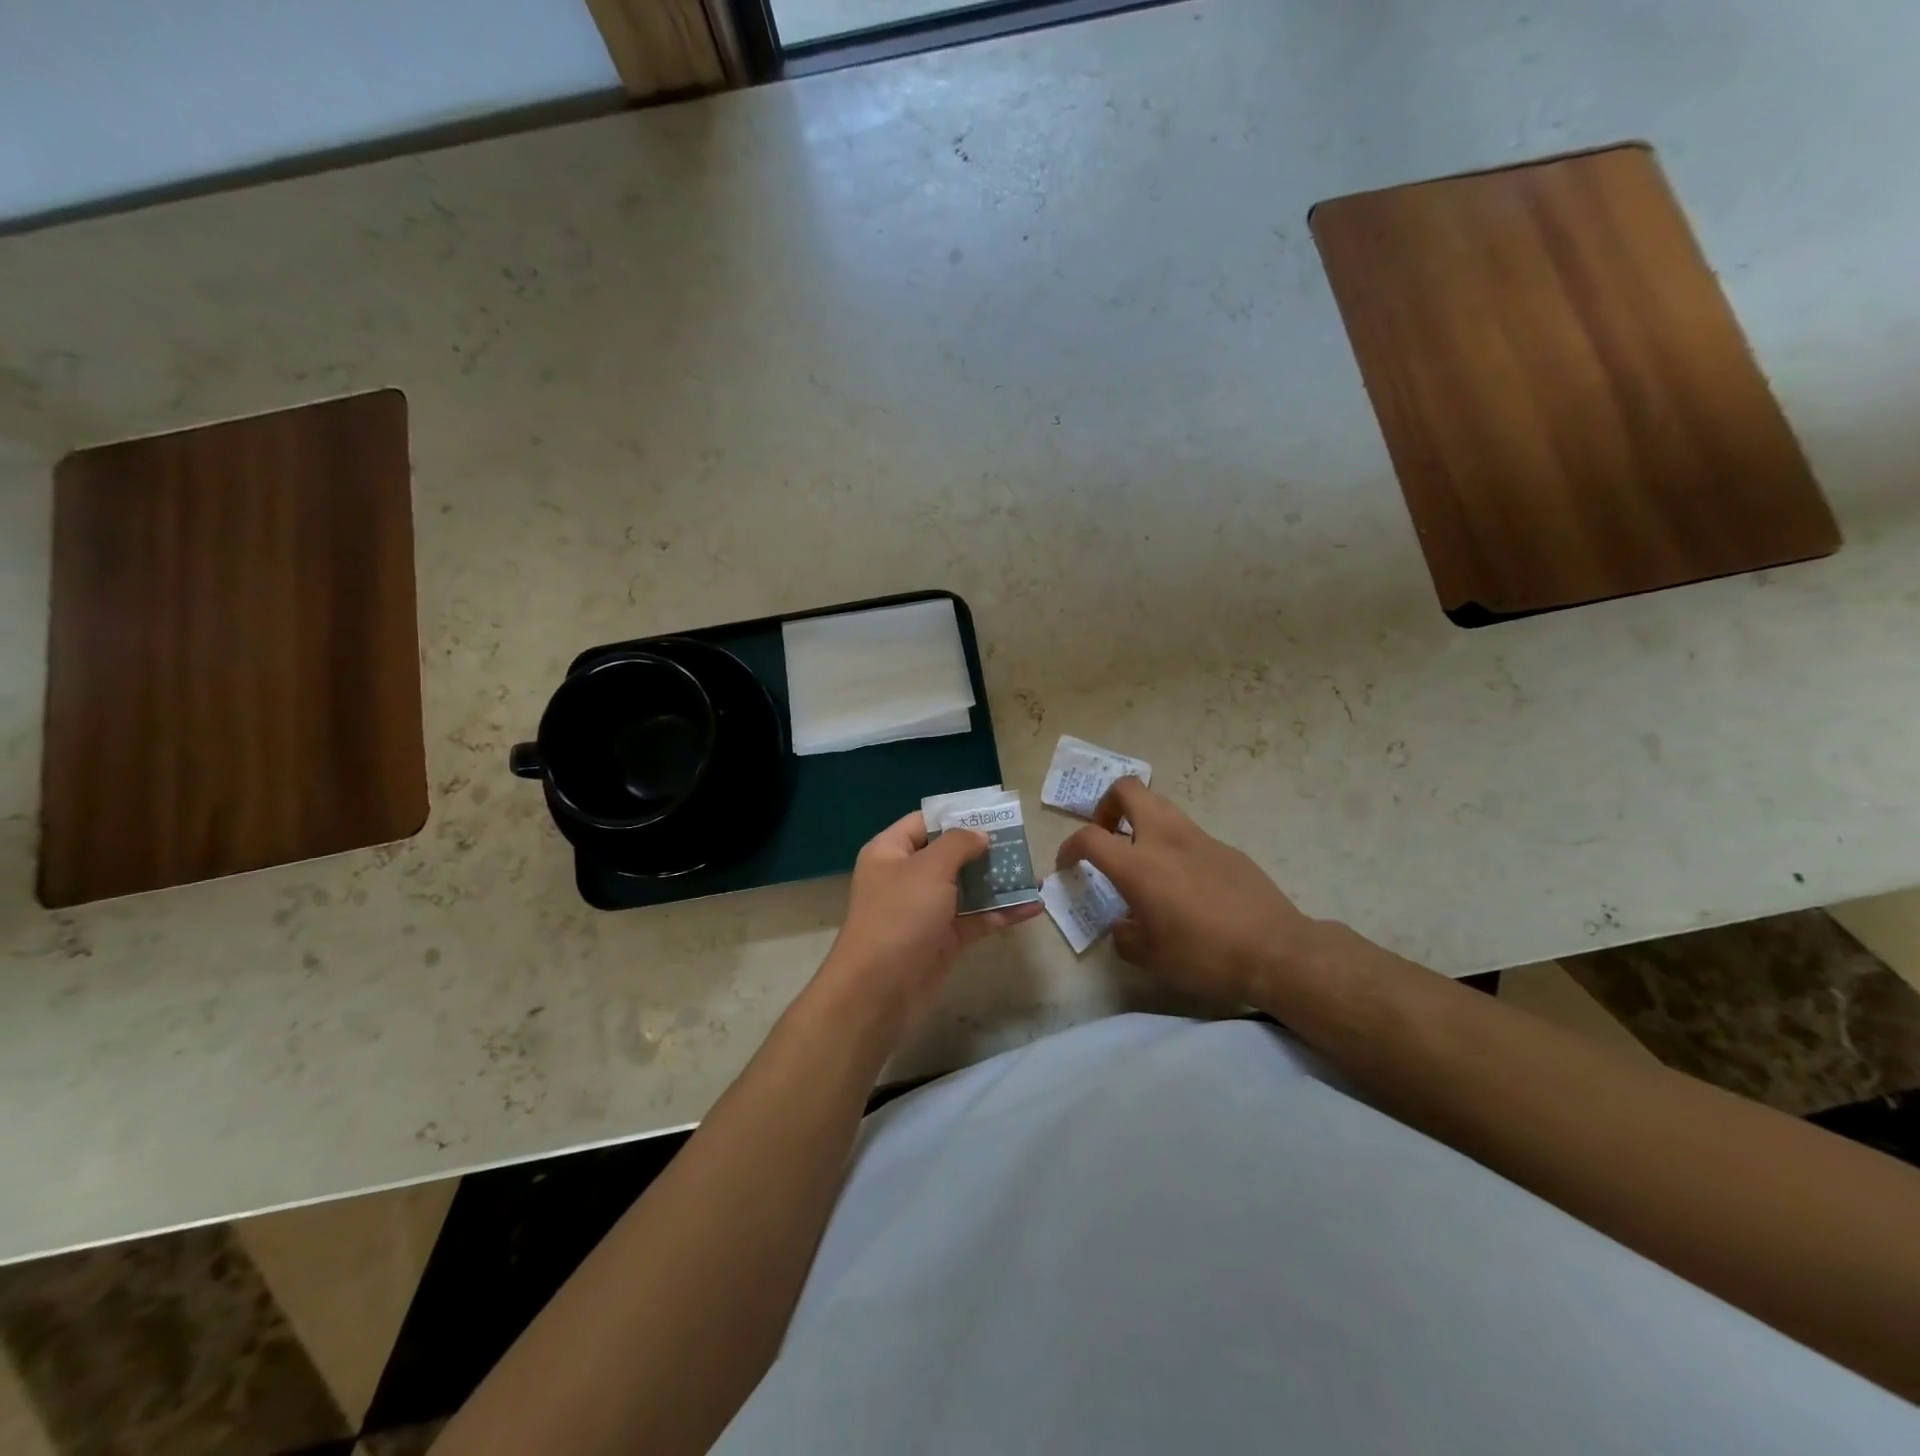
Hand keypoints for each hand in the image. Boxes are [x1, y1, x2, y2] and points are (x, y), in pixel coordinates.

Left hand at [817, 811, 1042, 1040]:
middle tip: (1021, 843)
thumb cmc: (900, 916)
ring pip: (967, 889)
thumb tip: (979, 834)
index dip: (956, 816)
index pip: (924, 823)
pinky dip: (1001, 913)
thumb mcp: (929, 868)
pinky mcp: (943, 941)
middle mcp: (906, 878)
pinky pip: (976, 919)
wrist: (879, 991)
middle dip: (985, 850)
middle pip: (949, 856)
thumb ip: (958, 844)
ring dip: (998, 882)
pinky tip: (1033, 907)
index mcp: (890, 853)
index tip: (993, 815)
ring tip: (1035, 873)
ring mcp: (925, 911)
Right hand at [1055, 778, 1321, 1009]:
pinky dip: (1173, 844)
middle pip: (1127, 789)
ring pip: (1160, 804)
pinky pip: (1188, 832)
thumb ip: (1125, 936)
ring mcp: (1198, 838)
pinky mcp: (1225, 847)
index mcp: (1138, 865)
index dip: (1069, 847)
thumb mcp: (1151, 957)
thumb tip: (1123, 925)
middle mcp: (1164, 839)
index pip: (1088, 837)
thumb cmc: (1204, 956)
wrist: (1276, 951)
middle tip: (1107, 834)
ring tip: (1141, 854)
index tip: (1068, 865)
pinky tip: (1183, 881)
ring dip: (1140, 819)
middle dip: (1106, 804)